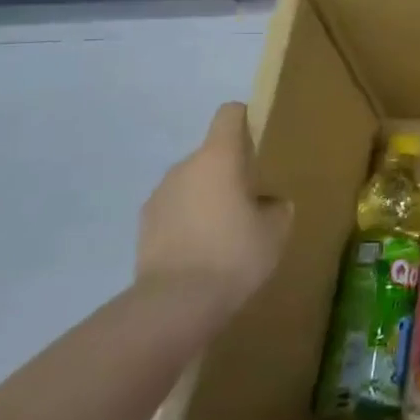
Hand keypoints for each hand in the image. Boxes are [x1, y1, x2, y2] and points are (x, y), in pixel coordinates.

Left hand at [138, 103, 291, 316]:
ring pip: (191, 183)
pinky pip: (174, 210)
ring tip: (224, 232)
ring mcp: (158, 195)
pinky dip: (188, 221)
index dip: (246, 119)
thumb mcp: (275, 230)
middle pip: (211, 153)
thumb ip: (276, 206)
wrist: (174, 304)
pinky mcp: (143, 225)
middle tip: (249, 201)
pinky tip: (201, 251)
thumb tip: (268, 203)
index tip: (259, 141)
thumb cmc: (233, 254)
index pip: (229, 114)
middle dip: (229, 170)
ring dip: (207, 196)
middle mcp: (184, 166)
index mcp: (218, 157)